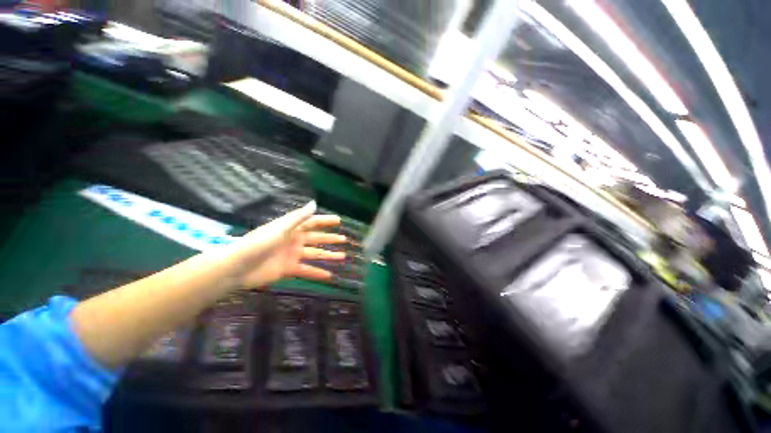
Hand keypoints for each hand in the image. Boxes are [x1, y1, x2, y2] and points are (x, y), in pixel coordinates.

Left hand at [223, 201, 346, 288]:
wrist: (237, 267)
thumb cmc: (259, 243)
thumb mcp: (280, 228)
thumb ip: (298, 217)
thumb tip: (314, 203)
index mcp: (292, 228)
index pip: (313, 222)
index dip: (326, 221)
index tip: (339, 221)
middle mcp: (294, 240)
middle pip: (317, 238)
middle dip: (330, 239)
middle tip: (344, 240)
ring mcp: (292, 255)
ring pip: (315, 254)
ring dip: (328, 256)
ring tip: (342, 257)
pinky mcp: (289, 269)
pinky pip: (307, 270)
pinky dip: (317, 273)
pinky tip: (329, 276)